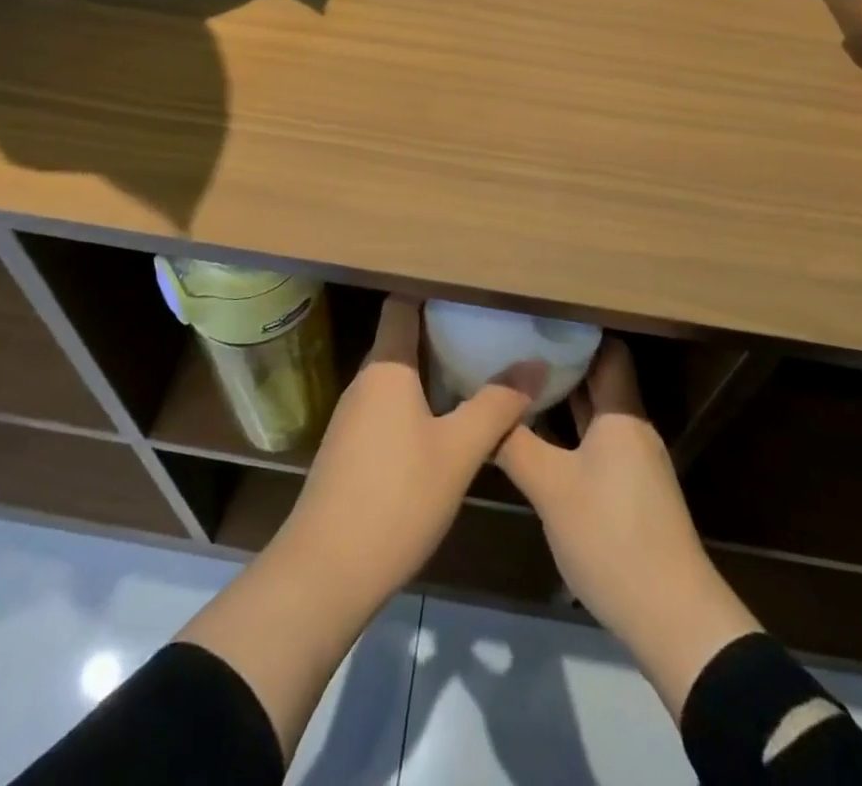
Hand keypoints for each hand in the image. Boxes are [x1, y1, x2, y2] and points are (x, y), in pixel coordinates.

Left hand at [282, 295, 541, 600]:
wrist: (326, 572)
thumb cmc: (397, 497)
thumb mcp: (458, 451)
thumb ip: (497, 405)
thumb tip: (535, 364)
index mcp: (386, 367)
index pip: (401, 304)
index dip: (431, 291)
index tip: (469, 290)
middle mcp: (364, 382)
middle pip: (401, 339)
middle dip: (441, 332)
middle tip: (487, 331)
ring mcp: (352, 417)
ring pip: (396, 377)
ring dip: (431, 370)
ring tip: (475, 371)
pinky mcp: (349, 450)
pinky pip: (387, 407)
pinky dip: (416, 403)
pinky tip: (444, 423)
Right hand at [497, 339, 760, 716]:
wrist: (672, 617)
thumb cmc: (612, 537)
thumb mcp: (552, 489)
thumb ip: (514, 444)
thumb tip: (484, 409)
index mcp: (621, 414)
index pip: (607, 349)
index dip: (576, 330)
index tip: (536, 317)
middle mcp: (632, 427)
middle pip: (600, 378)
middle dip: (561, 360)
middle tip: (515, 343)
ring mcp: (634, 461)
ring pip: (596, 411)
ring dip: (564, 397)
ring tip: (519, 380)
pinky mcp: (631, 490)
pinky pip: (597, 440)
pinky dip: (571, 429)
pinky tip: (540, 434)